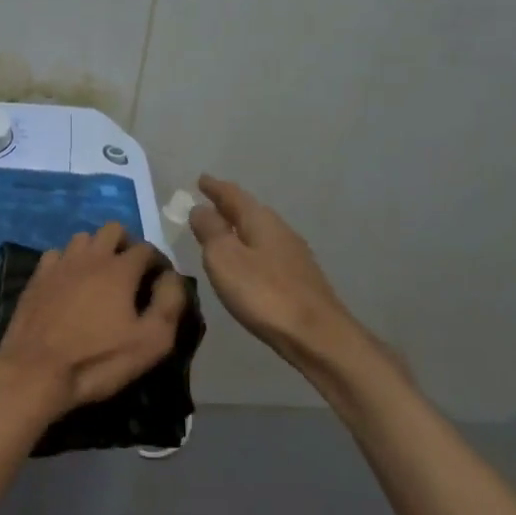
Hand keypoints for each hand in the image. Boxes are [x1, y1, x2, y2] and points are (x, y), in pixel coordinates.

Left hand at [0, 223, 187, 415]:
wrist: (35, 372)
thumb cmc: (98, 360)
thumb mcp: (151, 341)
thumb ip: (170, 303)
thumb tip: (171, 278)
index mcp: (119, 269)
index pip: (147, 248)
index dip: (158, 262)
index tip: (160, 283)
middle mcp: (89, 257)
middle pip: (113, 230)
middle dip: (127, 245)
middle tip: (131, 274)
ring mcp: (58, 265)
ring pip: (82, 238)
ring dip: (96, 250)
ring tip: (100, 277)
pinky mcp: (36, 278)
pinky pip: (55, 255)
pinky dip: (67, 263)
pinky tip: (68, 284)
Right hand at [189, 176, 363, 370]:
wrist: (316, 334)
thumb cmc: (263, 293)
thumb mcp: (224, 259)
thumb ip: (210, 231)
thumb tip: (199, 208)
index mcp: (261, 221)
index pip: (233, 196)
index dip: (215, 188)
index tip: (201, 179)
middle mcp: (280, 231)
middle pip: (250, 211)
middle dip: (229, 205)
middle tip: (209, 201)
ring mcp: (293, 255)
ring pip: (260, 232)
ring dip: (240, 227)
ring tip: (223, 230)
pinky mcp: (299, 278)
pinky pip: (267, 252)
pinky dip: (251, 248)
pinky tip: (246, 261)